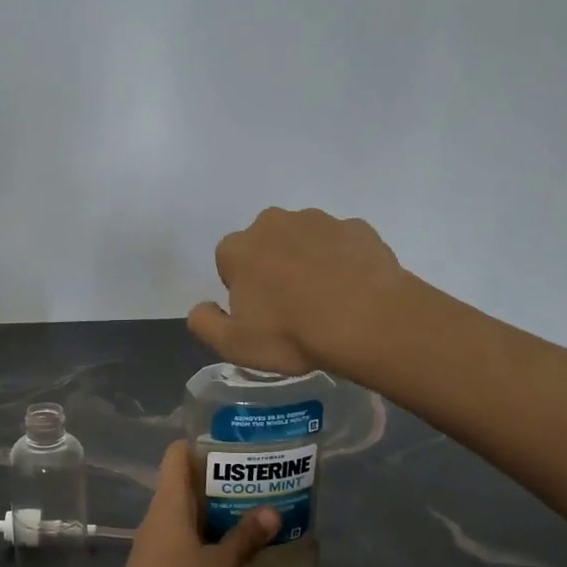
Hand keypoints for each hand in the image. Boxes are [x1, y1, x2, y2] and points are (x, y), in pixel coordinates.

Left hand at [95, 444, 278, 566]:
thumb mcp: (221, 566)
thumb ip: (245, 538)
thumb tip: (272, 510)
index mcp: (169, 503)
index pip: (178, 454)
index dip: (204, 445)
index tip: (237, 450)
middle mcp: (159, 518)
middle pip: (188, 485)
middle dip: (223, 482)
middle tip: (260, 484)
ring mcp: (157, 546)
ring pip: (189, 516)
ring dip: (218, 515)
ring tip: (256, 516)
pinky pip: (187, 542)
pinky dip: (210, 541)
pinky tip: (235, 554)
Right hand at [187, 207, 409, 376]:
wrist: (366, 320)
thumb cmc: (292, 334)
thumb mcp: (234, 345)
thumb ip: (205, 323)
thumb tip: (201, 307)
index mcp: (238, 249)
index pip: (228, 263)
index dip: (242, 290)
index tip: (261, 315)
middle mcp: (273, 223)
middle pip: (265, 245)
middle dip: (273, 267)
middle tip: (293, 306)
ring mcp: (319, 220)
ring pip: (304, 240)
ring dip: (308, 261)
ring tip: (326, 299)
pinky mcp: (356, 227)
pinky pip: (341, 243)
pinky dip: (343, 260)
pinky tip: (353, 289)